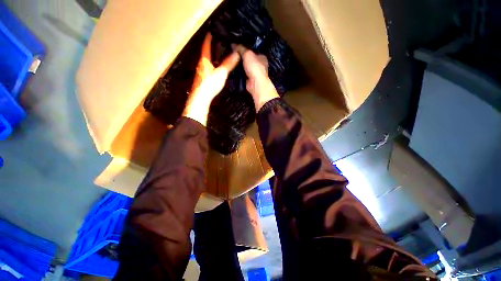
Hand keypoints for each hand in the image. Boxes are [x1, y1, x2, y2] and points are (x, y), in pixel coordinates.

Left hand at [183, 33, 239, 125]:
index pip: (206, 45)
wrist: (201, 98)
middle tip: (220, 43)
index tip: (212, 31)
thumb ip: (229, 64)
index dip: (209, 38)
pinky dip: (213, 66)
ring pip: (207, 62)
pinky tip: (218, 69)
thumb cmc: (209, 84)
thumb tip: (237, 53)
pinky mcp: (202, 79)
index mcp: (204, 60)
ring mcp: (201, 72)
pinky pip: (208, 69)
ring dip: (213, 57)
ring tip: (221, 55)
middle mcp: (201, 64)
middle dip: (212, 48)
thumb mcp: (221, 73)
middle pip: (206, 53)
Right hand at [235, 45, 279, 111]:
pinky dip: (238, 72)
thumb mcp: (247, 53)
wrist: (255, 84)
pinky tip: (233, 69)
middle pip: (247, 58)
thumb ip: (240, 48)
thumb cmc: (255, 68)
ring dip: (238, 65)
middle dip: (240, 56)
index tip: (236, 45)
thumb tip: (233, 44)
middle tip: (232, 53)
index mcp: (261, 56)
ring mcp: (253, 73)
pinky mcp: (248, 79)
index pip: (252, 49)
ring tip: (231, 61)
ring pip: (244, 66)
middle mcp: (258, 64)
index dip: (244, 47)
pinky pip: (241, 73)